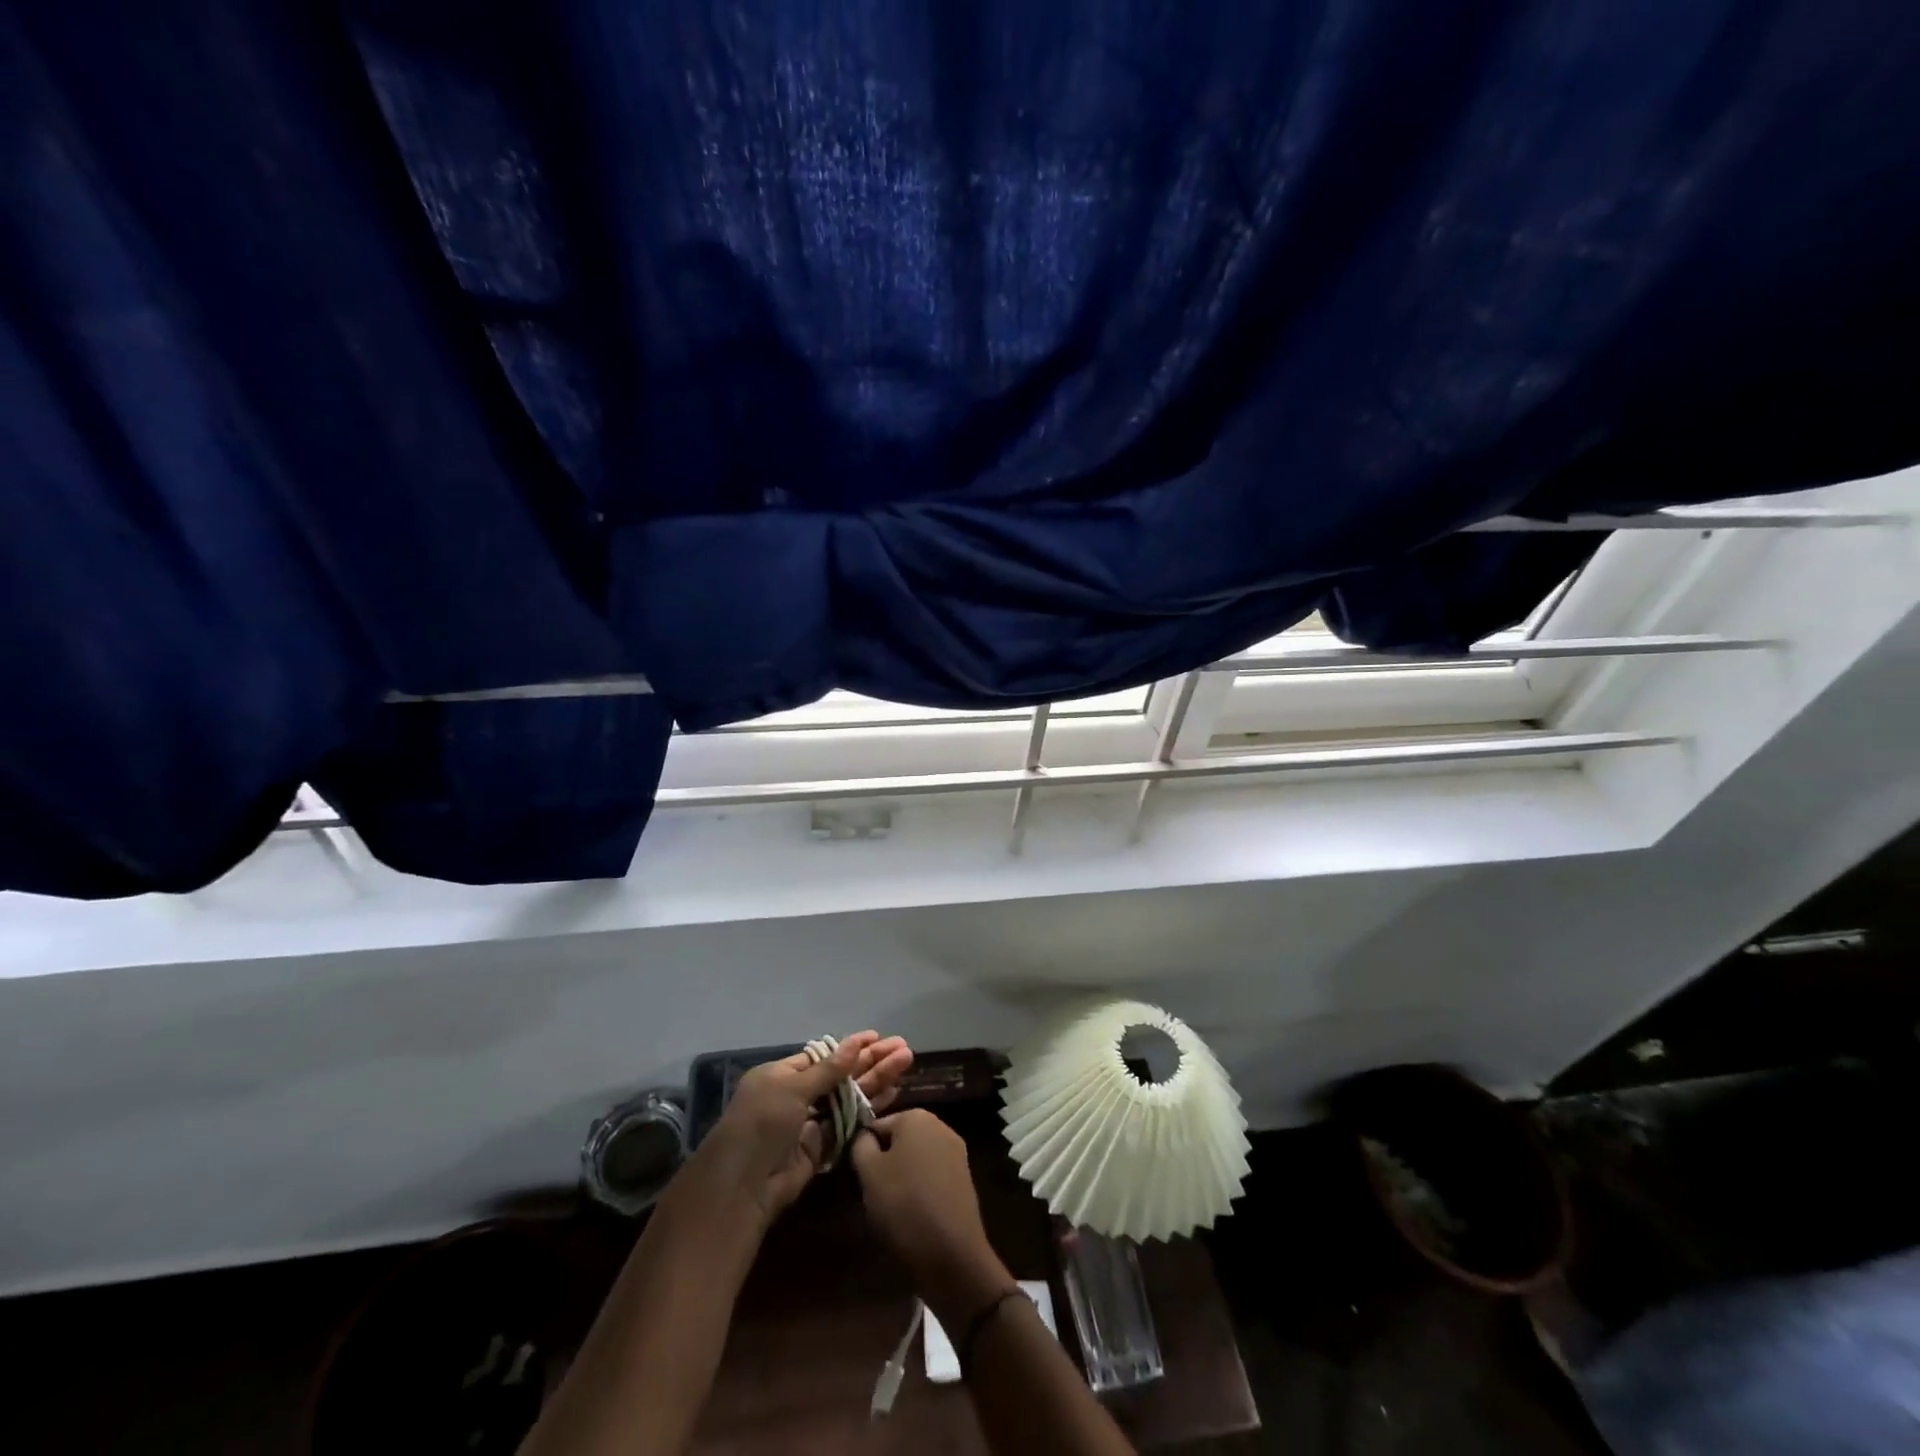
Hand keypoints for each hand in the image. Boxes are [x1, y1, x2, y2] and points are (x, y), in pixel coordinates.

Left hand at [695, 1031, 913, 1228]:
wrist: (744, 1186)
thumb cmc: (762, 1122)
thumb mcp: (792, 1088)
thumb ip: (829, 1069)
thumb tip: (856, 1042)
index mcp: (782, 1075)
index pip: (823, 1055)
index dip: (851, 1047)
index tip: (877, 1038)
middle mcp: (797, 1095)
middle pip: (840, 1074)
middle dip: (871, 1060)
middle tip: (903, 1048)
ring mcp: (811, 1121)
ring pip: (849, 1096)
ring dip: (876, 1079)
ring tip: (906, 1061)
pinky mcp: (822, 1147)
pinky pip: (849, 1122)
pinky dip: (870, 1107)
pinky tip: (893, 1092)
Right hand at [849, 1109, 1010, 1322]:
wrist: (952, 1252)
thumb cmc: (904, 1204)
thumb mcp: (868, 1172)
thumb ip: (860, 1144)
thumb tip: (864, 1136)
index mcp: (916, 1116)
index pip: (877, 1125)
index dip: (864, 1150)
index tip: (859, 1177)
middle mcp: (940, 1125)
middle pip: (899, 1140)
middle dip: (884, 1162)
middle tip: (873, 1193)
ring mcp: (956, 1151)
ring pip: (916, 1158)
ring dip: (902, 1177)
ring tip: (891, 1208)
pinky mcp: (964, 1177)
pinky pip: (932, 1175)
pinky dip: (920, 1189)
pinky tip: (914, 1214)